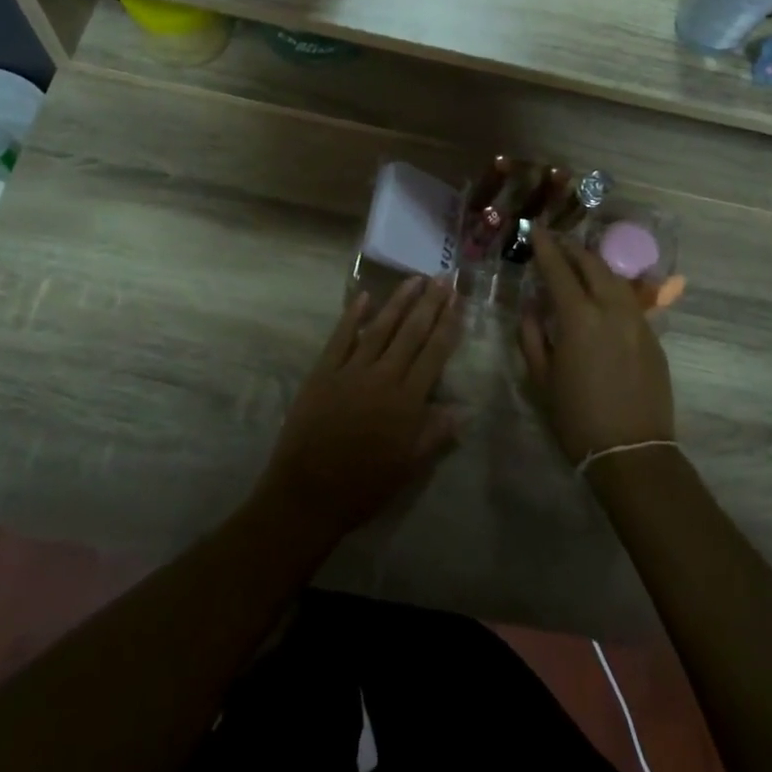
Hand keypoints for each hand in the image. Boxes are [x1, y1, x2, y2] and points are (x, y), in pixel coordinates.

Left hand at [257, 278, 463, 542]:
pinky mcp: (323, 372)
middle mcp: (383, 377)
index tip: (457, 300)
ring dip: (398, 301)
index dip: (448, 325)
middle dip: (429, 304)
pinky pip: (341, 338)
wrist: (308, 494)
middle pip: (411, 333)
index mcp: (407, 402)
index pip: (434, 353)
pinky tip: (364, 297)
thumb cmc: (364, 486)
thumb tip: (464, 409)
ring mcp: (351, 371)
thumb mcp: (408, 467)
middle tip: (442, 278)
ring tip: (414, 279)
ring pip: (380, 328)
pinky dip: (352, 316)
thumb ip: (435, 434)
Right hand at [519, 228, 674, 464]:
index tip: (536, 229)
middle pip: (593, 264)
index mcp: (579, 318)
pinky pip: (629, 300)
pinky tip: (602, 296)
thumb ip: (532, 336)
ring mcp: (637, 321)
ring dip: (595, 265)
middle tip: (557, 243)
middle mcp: (611, 309)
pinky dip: (611, 288)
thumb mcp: (541, 379)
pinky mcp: (653, 337)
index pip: (559, 269)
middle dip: (573, 249)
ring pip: (615, 279)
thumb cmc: (577, 418)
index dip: (545, 247)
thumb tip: (531, 309)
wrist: (633, 453)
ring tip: (579, 264)